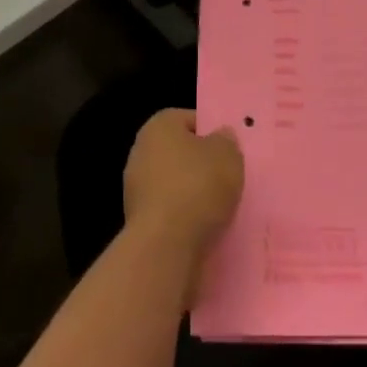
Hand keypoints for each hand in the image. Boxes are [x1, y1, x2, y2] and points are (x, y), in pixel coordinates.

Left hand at [123, 109, 243, 264]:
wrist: (165, 247)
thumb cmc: (197, 187)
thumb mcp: (228, 154)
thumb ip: (227, 141)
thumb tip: (220, 137)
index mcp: (159, 125)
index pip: (190, 119)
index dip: (213, 132)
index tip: (230, 151)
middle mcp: (142, 151)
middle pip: (181, 153)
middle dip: (203, 166)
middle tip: (229, 178)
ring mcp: (136, 189)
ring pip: (176, 185)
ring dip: (195, 196)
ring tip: (222, 209)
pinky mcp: (139, 223)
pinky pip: (171, 213)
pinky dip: (186, 220)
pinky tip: (206, 230)